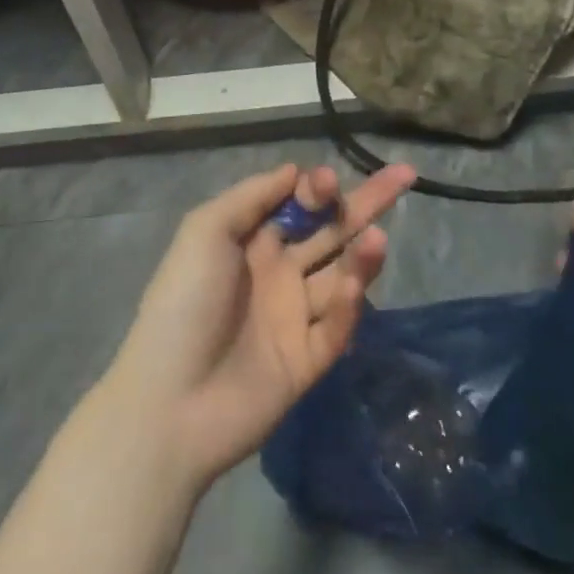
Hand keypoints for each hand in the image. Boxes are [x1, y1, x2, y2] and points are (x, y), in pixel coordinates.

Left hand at [102, 160, 414, 488]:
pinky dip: (348, 307)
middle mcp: (278, 273)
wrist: (169, 403)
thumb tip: (295, 170)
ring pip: (341, 276)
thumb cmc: (184, 304)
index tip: (327, 182)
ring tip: (378, 238)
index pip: (298, 205)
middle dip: (365, 204)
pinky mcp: (308, 361)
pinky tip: (351, 289)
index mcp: (252, 242)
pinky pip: (336, 328)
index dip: (317, 189)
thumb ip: (251, 196)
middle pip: (331, 232)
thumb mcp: (205, 232)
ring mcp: (295, 317)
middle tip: (404, 176)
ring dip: (362, 256)